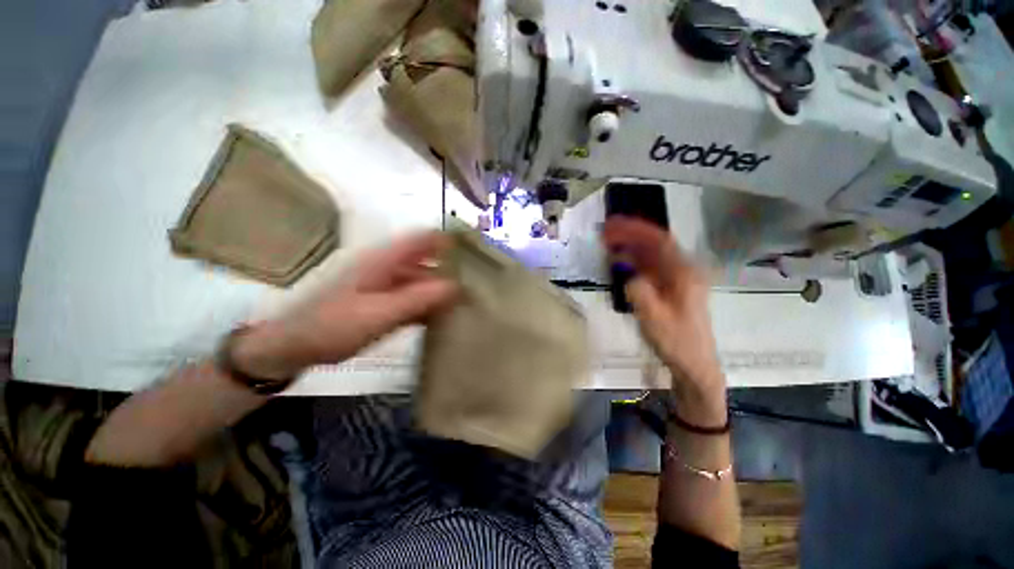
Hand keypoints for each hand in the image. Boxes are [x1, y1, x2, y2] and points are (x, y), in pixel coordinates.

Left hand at [232, 232, 457, 379]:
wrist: (293, 347)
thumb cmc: (332, 326)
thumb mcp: (378, 314)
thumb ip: (417, 299)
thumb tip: (456, 286)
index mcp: (386, 259)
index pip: (426, 238)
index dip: (451, 240)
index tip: (478, 254)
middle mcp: (390, 266)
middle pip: (429, 259)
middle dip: (453, 268)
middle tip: (481, 284)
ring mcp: (388, 284)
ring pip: (424, 279)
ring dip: (444, 288)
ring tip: (470, 301)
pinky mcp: (386, 300)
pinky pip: (415, 296)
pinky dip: (431, 303)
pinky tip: (446, 316)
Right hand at [602, 217, 725, 424]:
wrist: (694, 365)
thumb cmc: (676, 342)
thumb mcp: (653, 317)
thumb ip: (637, 289)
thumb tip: (624, 268)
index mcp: (684, 273)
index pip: (659, 241)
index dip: (635, 229)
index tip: (613, 224)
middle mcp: (683, 270)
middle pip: (655, 244)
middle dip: (630, 234)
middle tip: (605, 230)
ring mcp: (678, 279)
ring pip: (652, 254)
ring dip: (631, 245)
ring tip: (608, 241)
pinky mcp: (671, 288)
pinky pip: (651, 267)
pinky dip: (634, 260)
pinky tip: (620, 261)